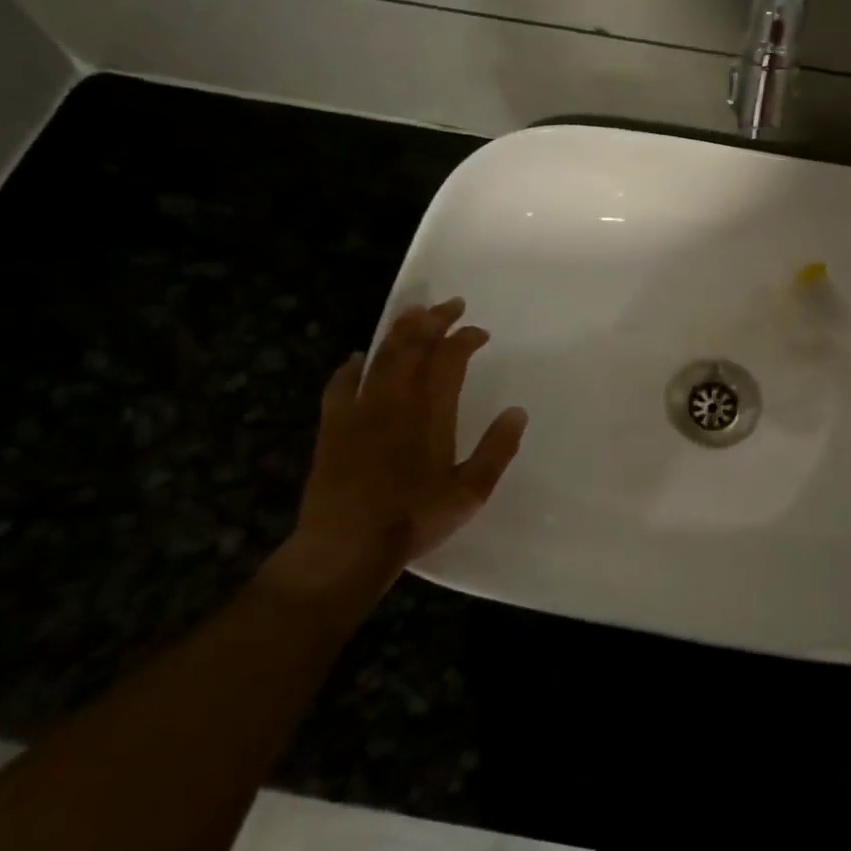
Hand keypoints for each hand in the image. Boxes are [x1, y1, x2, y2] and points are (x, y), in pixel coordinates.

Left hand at [269, 299, 527, 604]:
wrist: (346, 546)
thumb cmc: (414, 518)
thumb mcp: (471, 491)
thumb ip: (497, 449)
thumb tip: (517, 412)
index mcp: (431, 411)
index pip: (450, 358)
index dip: (466, 338)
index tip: (480, 332)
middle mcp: (395, 399)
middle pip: (414, 345)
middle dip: (434, 320)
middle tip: (450, 304)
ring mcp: (359, 410)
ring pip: (380, 356)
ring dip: (399, 330)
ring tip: (414, 312)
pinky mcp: (333, 426)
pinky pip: (340, 384)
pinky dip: (351, 367)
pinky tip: (356, 359)